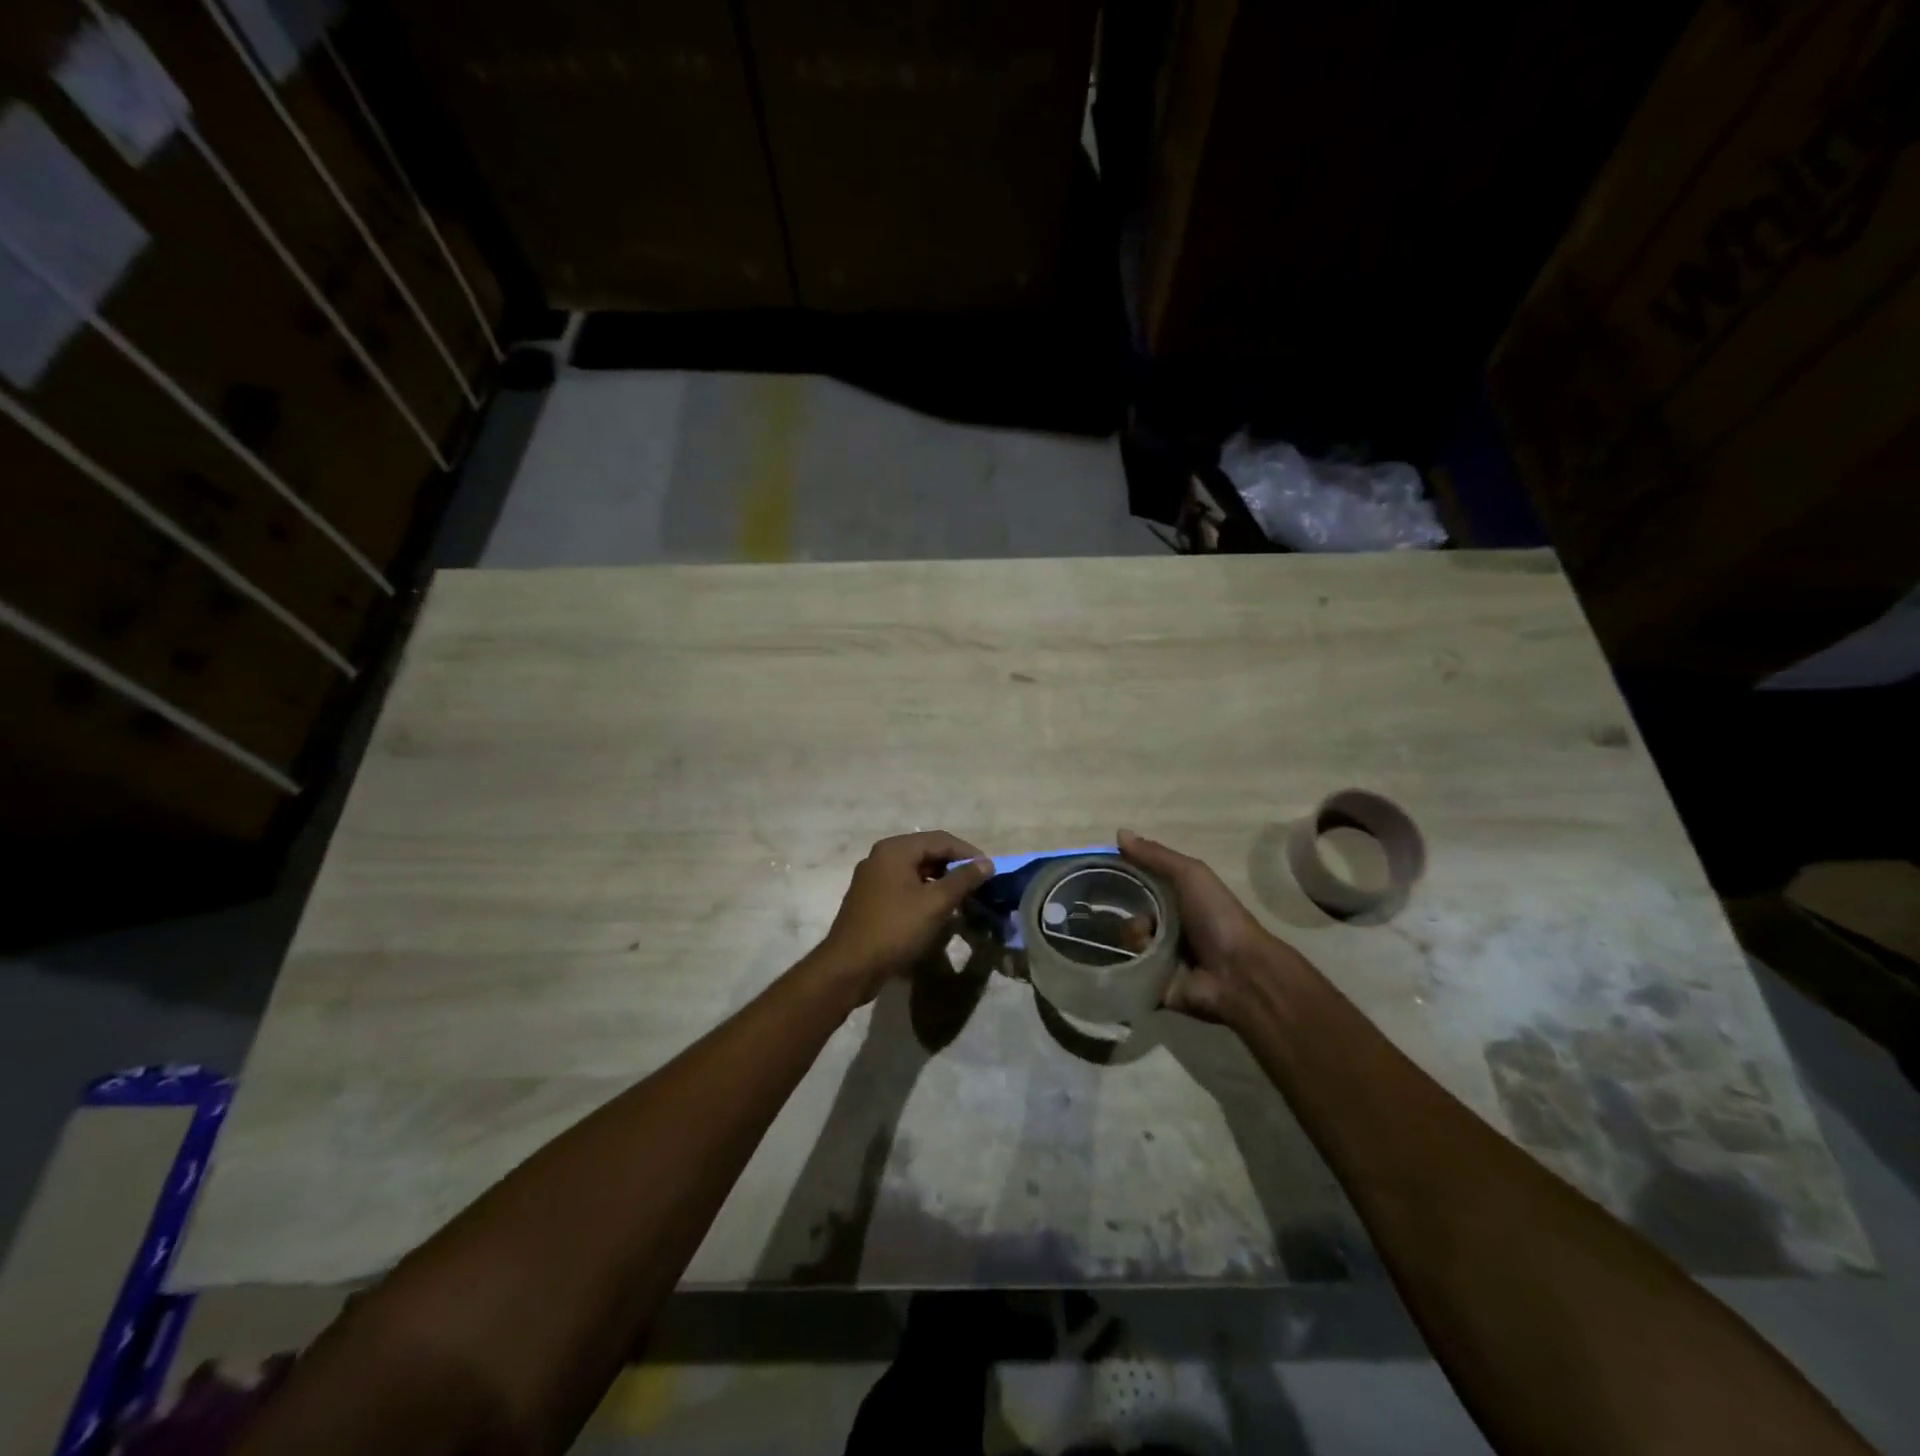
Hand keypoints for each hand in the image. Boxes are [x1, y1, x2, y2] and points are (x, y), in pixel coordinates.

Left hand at [814, 832, 993, 1004]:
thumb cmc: (895, 929)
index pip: (941, 839)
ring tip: (963, 898)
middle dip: (954, 866)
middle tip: (978, 885)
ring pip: (916, 870)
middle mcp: (881, 856)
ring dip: (941, 880)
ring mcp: (873, 877)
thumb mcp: (935, 903)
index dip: (968, 853)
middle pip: (927, 851)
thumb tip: (986, 863)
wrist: (849, 967)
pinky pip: (904, 885)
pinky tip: (937, 909)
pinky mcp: (871, 898)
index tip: (990, 871)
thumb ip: (963, 880)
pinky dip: (924, 892)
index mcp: (895, 849)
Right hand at [1118, 829, 1304, 1024]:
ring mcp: (1161, 957)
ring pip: (1128, 941)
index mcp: (1179, 901)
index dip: (1125, 879)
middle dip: (1130, 914)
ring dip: (1134, 937)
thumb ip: (1156, 855)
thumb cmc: (1217, 916)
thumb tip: (1119, 832)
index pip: (1142, 886)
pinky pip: (1128, 971)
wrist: (1237, 972)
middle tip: (1142, 920)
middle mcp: (1169, 927)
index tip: (1104, 875)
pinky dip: (1129, 965)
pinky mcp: (1153, 984)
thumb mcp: (1190, 874)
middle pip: (1131, 914)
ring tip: (1149, 942)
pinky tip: (1138, 961)